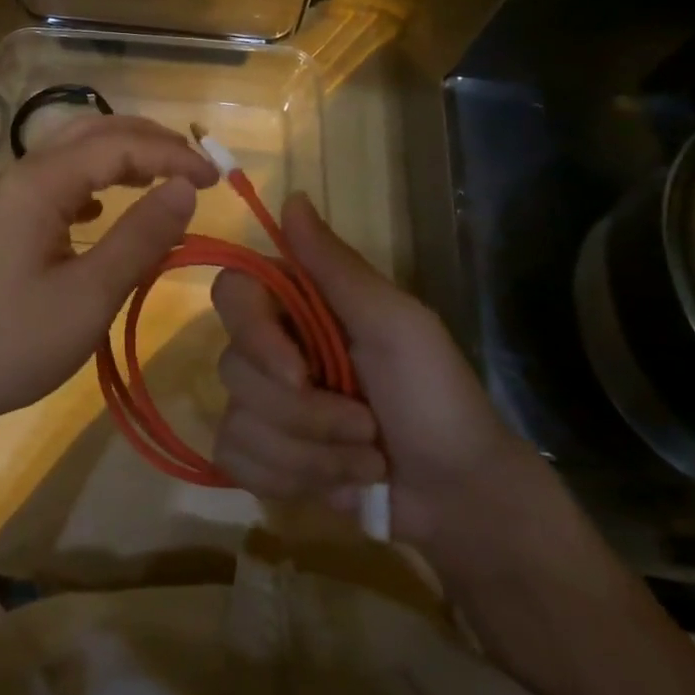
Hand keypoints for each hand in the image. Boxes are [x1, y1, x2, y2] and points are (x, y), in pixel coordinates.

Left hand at [0, 115, 218, 440]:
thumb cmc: (12, 341)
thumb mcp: (88, 296)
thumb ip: (140, 237)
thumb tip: (187, 188)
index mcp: (41, 183)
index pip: (118, 145)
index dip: (171, 155)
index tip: (216, 179)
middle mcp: (22, 176)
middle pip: (92, 133)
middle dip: (148, 141)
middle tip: (196, 166)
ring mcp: (9, 199)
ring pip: (72, 154)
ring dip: (120, 156)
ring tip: (161, 177)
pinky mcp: (4, 224)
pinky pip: (57, 183)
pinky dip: (92, 182)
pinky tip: (101, 209)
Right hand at [210, 193, 538, 543]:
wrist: (462, 498)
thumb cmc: (437, 398)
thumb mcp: (395, 323)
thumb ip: (336, 266)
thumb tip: (291, 196)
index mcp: (299, 305)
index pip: (232, 293)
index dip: (254, 336)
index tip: (298, 374)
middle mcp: (271, 346)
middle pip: (233, 367)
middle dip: (305, 415)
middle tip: (366, 427)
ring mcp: (263, 404)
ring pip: (238, 421)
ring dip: (310, 455)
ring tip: (366, 462)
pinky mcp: (263, 455)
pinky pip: (235, 459)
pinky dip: (288, 480)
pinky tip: (335, 487)